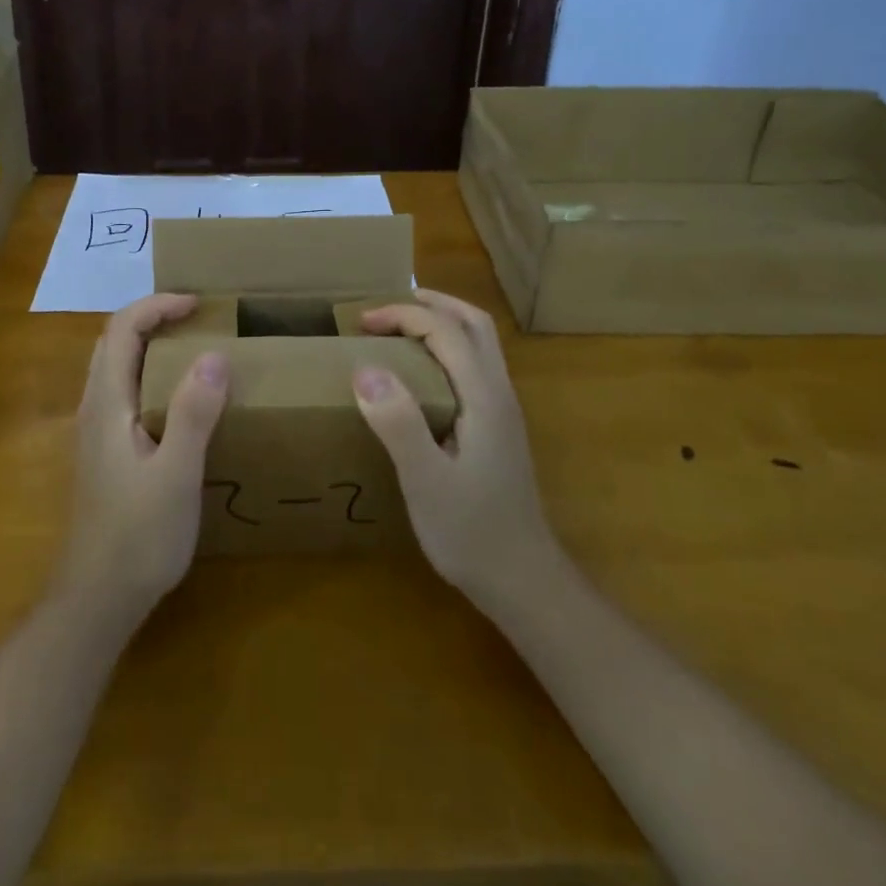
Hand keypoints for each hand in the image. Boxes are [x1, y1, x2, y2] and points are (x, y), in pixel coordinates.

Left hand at [57, 293, 228, 626]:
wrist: (97, 598)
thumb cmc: (138, 536)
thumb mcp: (176, 474)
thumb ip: (194, 413)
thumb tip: (214, 355)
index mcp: (107, 404)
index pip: (121, 329)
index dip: (157, 306)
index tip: (198, 305)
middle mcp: (94, 408)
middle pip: (114, 341)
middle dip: (153, 318)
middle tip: (199, 319)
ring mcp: (96, 431)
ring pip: (117, 366)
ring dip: (151, 344)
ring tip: (195, 348)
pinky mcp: (106, 452)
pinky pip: (126, 392)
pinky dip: (151, 373)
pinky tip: (181, 398)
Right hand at [354, 290, 557, 610]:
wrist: (523, 581)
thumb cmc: (471, 532)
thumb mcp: (426, 481)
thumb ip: (398, 423)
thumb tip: (365, 369)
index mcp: (484, 397)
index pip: (446, 330)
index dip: (403, 315)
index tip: (362, 322)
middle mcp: (499, 393)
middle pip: (474, 324)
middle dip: (431, 304)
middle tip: (387, 308)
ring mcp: (503, 411)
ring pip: (479, 344)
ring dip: (442, 323)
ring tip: (400, 329)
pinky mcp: (497, 428)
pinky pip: (474, 367)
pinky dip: (446, 349)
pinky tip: (420, 374)